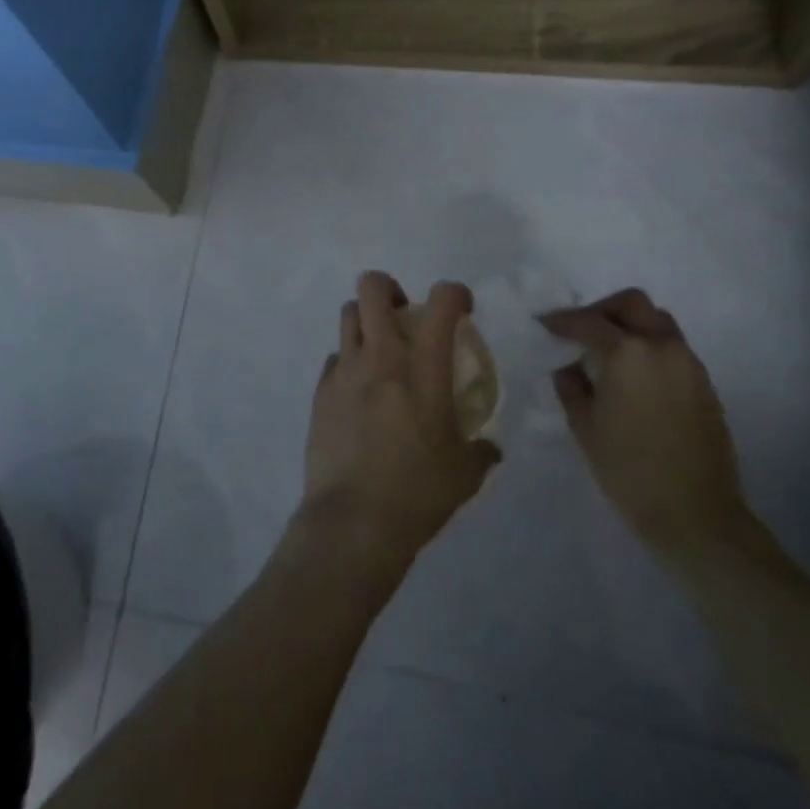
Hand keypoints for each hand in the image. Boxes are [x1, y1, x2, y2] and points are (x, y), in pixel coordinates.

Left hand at [301, 272, 501, 571]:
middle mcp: (380, 357)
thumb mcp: (465, 474)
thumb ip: (480, 451)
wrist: (353, 520)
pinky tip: (358, 393)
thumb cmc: (418, 492)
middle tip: (405, 316)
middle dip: (391, 289)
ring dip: (366, 321)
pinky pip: (334, 359)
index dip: (455, 293)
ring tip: (380, 350)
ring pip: (347, 314)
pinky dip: (348, 363)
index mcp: (423, 368)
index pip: (442, 302)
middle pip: (373, 288)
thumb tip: (489, 447)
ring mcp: (344, 371)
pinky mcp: (320, 392)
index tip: (462, 309)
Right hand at [542, 289, 753, 568]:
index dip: (561, 321)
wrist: (695, 513)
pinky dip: (649, 347)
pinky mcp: (704, 383)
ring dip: (630, 325)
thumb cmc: (628, 469)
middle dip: (602, 310)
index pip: (587, 322)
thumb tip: (570, 368)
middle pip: (632, 304)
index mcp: (626, 353)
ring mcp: (688, 363)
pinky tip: (633, 376)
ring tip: (608, 352)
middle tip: (580, 330)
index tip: (543, 324)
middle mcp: (661, 346)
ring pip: (657, 321)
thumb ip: (572, 387)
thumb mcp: (584, 426)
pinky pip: (672, 347)